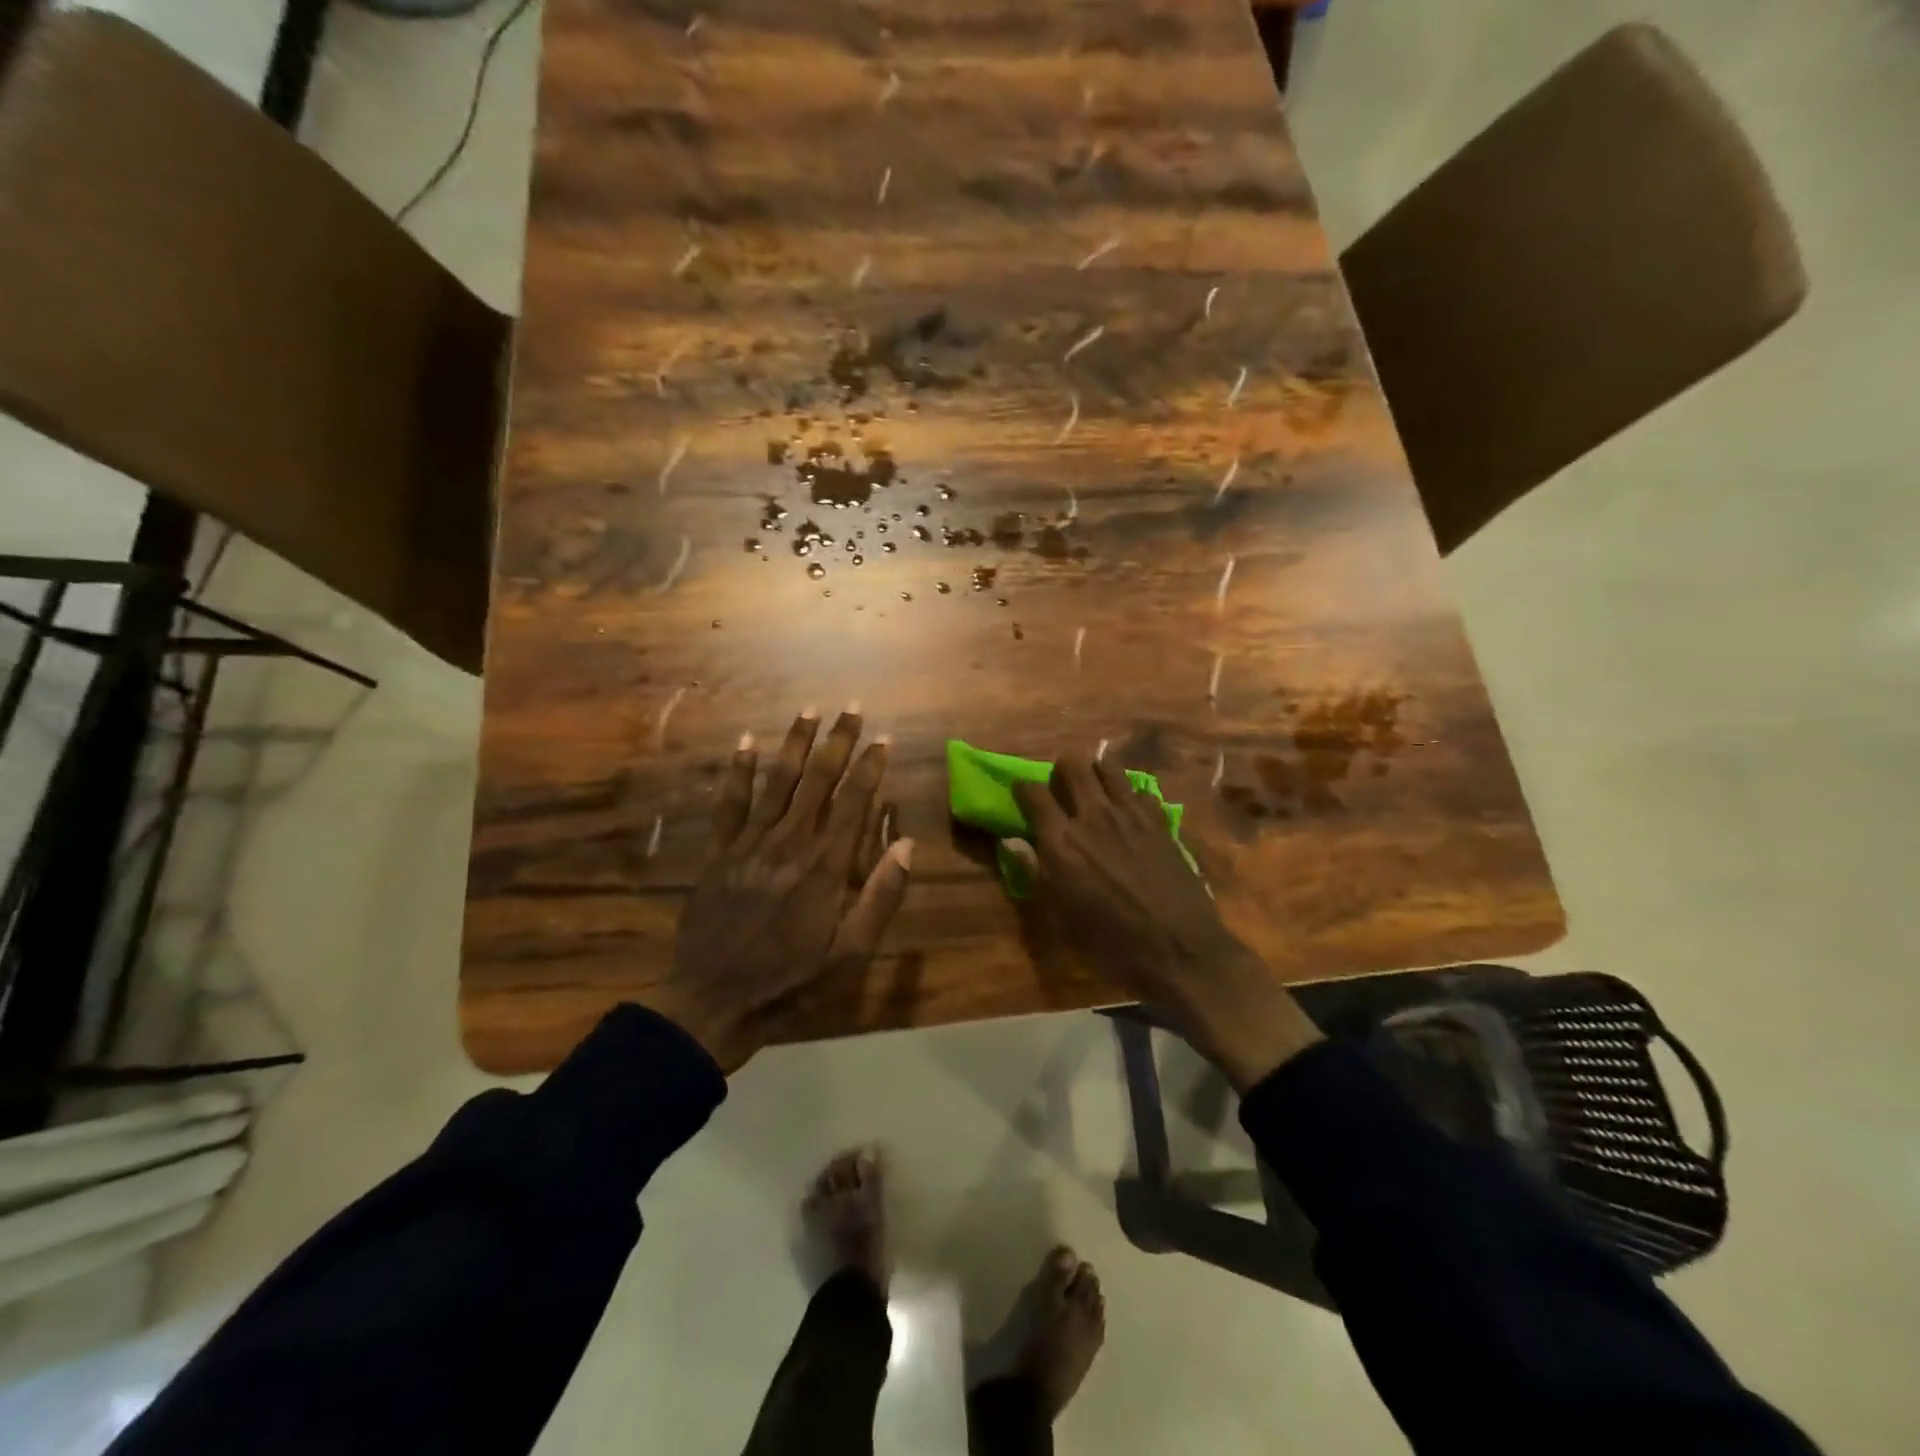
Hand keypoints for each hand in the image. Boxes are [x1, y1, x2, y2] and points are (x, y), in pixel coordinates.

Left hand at [656, 707, 912, 1071]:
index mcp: (824, 865)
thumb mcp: (850, 954)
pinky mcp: (720, 852)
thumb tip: (906, 843)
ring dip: (795, 743)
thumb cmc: (791, 982)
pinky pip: (730, 803)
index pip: (854, 802)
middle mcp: (789, 842)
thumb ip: (881, 897)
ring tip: (809, 711)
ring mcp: (750, 843)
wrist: (712, 1001)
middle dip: (837, 741)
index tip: (884, 738)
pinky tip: (745, 743)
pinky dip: (738, 771)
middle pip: (818, 780)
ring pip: (777, 781)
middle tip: (851, 707)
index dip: (870, 767)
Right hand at [1011, 755, 1321, 1088]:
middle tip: (1061, 788)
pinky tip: (1129, 814)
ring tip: (1094, 790)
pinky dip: (1129, 796)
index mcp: (1061, 841)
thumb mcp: (1061, 916)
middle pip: (1072, 765)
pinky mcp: (1159, 821)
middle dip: (1061, 770)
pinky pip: (1140, 790)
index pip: (1032, 792)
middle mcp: (1093, 816)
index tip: (1022, 794)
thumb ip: (1036, 871)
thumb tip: (1013, 842)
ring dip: (1096, 772)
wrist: (1179, 950)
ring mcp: (1130, 814)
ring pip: (1108, 766)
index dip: (1023, 788)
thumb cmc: (1110, 943)